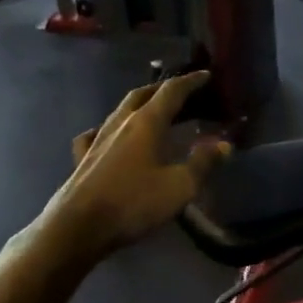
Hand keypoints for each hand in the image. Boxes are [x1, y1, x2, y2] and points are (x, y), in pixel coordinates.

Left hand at [45, 72, 232, 259]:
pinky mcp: (82, 157)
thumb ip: (203, 162)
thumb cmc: (134, 203)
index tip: (206, 75)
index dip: (191, 81)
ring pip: (121, 110)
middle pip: (144, 94)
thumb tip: (224, 144)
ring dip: (140, 104)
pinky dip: (110, 128)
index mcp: (146, 122)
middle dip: (165, 89)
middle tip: (183, 92)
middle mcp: (121, 122)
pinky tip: (110, 135)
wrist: (78, 226)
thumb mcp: (179, 186)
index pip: (172, 91)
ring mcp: (97, 138)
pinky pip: (97, 132)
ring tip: (154, 111)